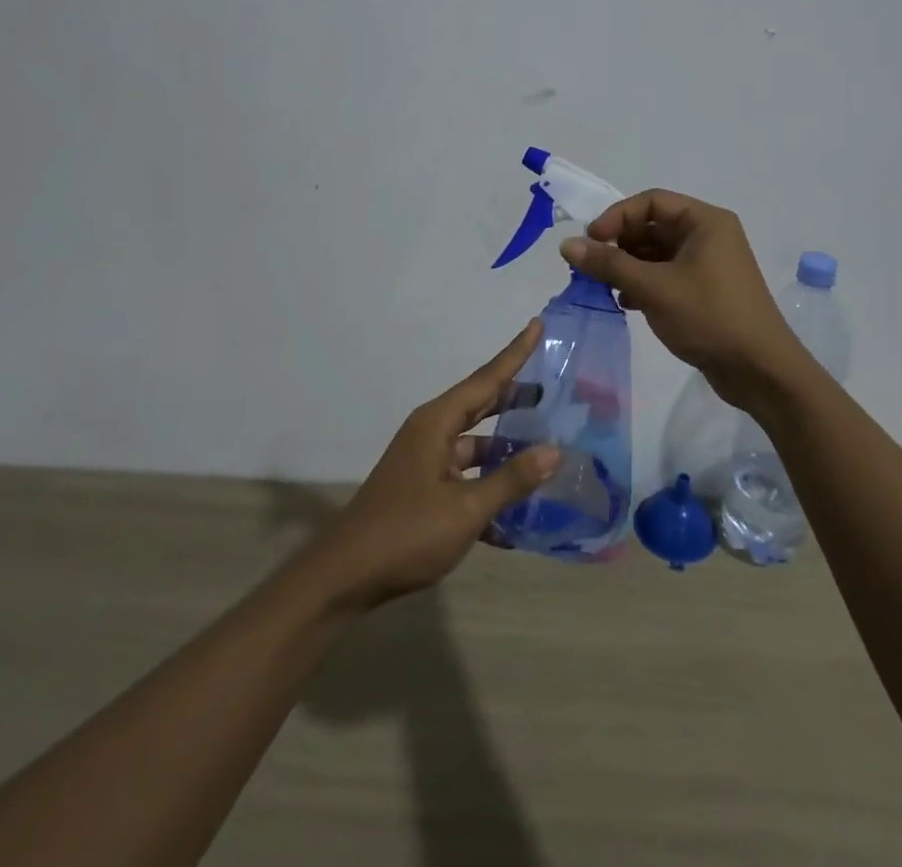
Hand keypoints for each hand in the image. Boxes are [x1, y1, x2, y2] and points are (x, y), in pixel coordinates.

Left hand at [309, 320, 558, 610]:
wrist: (346, 577)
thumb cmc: (407, 533)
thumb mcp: (466, 508)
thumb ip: (511, 479)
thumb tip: (554, 450)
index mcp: (437, 422)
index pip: (486, 379)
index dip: (515, 353)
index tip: (537, 325)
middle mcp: (431, 432)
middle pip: (480, 405)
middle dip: (515, 397)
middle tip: (552, 389)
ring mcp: (425, 461)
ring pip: (475, 445)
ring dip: (506, 450)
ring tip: (546, 451)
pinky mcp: (422, 490)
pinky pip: (465, 477)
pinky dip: (489, 486)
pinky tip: (518, 515)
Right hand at [559, 190, 799, 404]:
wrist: (760, 371)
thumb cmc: (709, 317)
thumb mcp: (653, 287)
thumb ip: (608, 264)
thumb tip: (566, 245)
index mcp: (704, 221)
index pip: (651, 201)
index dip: (616, 216)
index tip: (591, 241)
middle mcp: (708, 236)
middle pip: (652, 226)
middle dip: (619, 244)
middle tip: (591, 267)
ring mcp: (708, 265)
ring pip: (657, 254)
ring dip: (628, 266)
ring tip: (603, 286)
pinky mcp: (705, 291)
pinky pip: (666, 275)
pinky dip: (643, 283)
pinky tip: (626, 302)